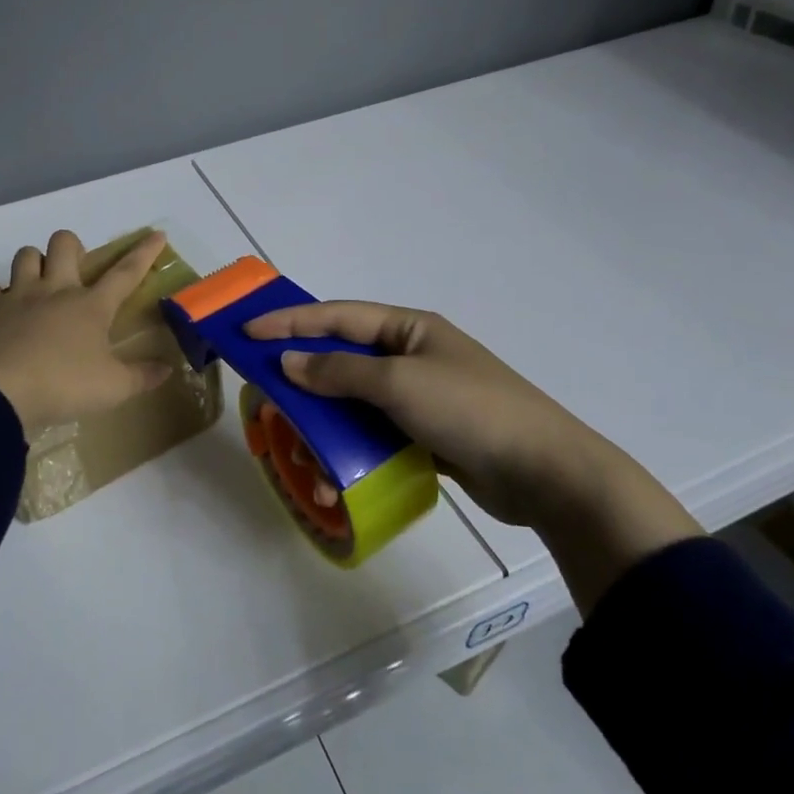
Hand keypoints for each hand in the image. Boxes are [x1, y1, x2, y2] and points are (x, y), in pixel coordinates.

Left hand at [0, 230, 174, 431]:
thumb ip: (141, 377)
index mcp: (91, 306)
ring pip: (26, 255)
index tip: (156, 234)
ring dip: (33, 262)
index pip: (125, 272)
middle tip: (74, 268)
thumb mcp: (113, 388)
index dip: (143, 253)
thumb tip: (166, 369)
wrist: (0, 392)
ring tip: (36, 282)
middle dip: (72, 246)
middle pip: (64, 244)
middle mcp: (56, 290)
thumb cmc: (63, 385)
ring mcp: (18, 295)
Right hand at [241, 301, 605, 529]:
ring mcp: (420, 398)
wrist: (544, 473)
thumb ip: (340, 371)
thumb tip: (289, 361)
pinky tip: (335, 476)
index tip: (248, 331)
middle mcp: (411, 356)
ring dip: (325, 427)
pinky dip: (352, 451)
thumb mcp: (399, 383)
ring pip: (356, 404)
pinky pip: (376, 436)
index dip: (290, 322)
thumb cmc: (469, 410)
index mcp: (408, 329)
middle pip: (342, 360)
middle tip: (264, 396)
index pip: (337, 317)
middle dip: (303, 380)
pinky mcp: (426, 435)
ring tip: (301, 454)